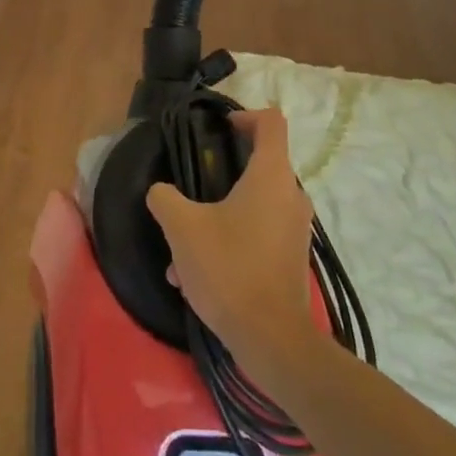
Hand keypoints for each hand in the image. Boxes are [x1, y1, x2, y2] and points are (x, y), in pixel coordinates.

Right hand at [146, 108, 315, 380]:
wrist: (271, 340)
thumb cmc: (228, 269)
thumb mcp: (182, 227)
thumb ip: (165, 198)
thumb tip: (160, 191)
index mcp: (271, 176)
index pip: (271, 122)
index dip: (244, 115)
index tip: (218, 129)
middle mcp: (291, 196)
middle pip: (262, 162)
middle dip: (224, 168)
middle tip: (192, 182)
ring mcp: (295, 229)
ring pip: (255, 202)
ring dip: (220, 211)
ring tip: (182, 240)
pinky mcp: (291, 258)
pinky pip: (258, 232)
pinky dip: (230, 238)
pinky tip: (193, 271)